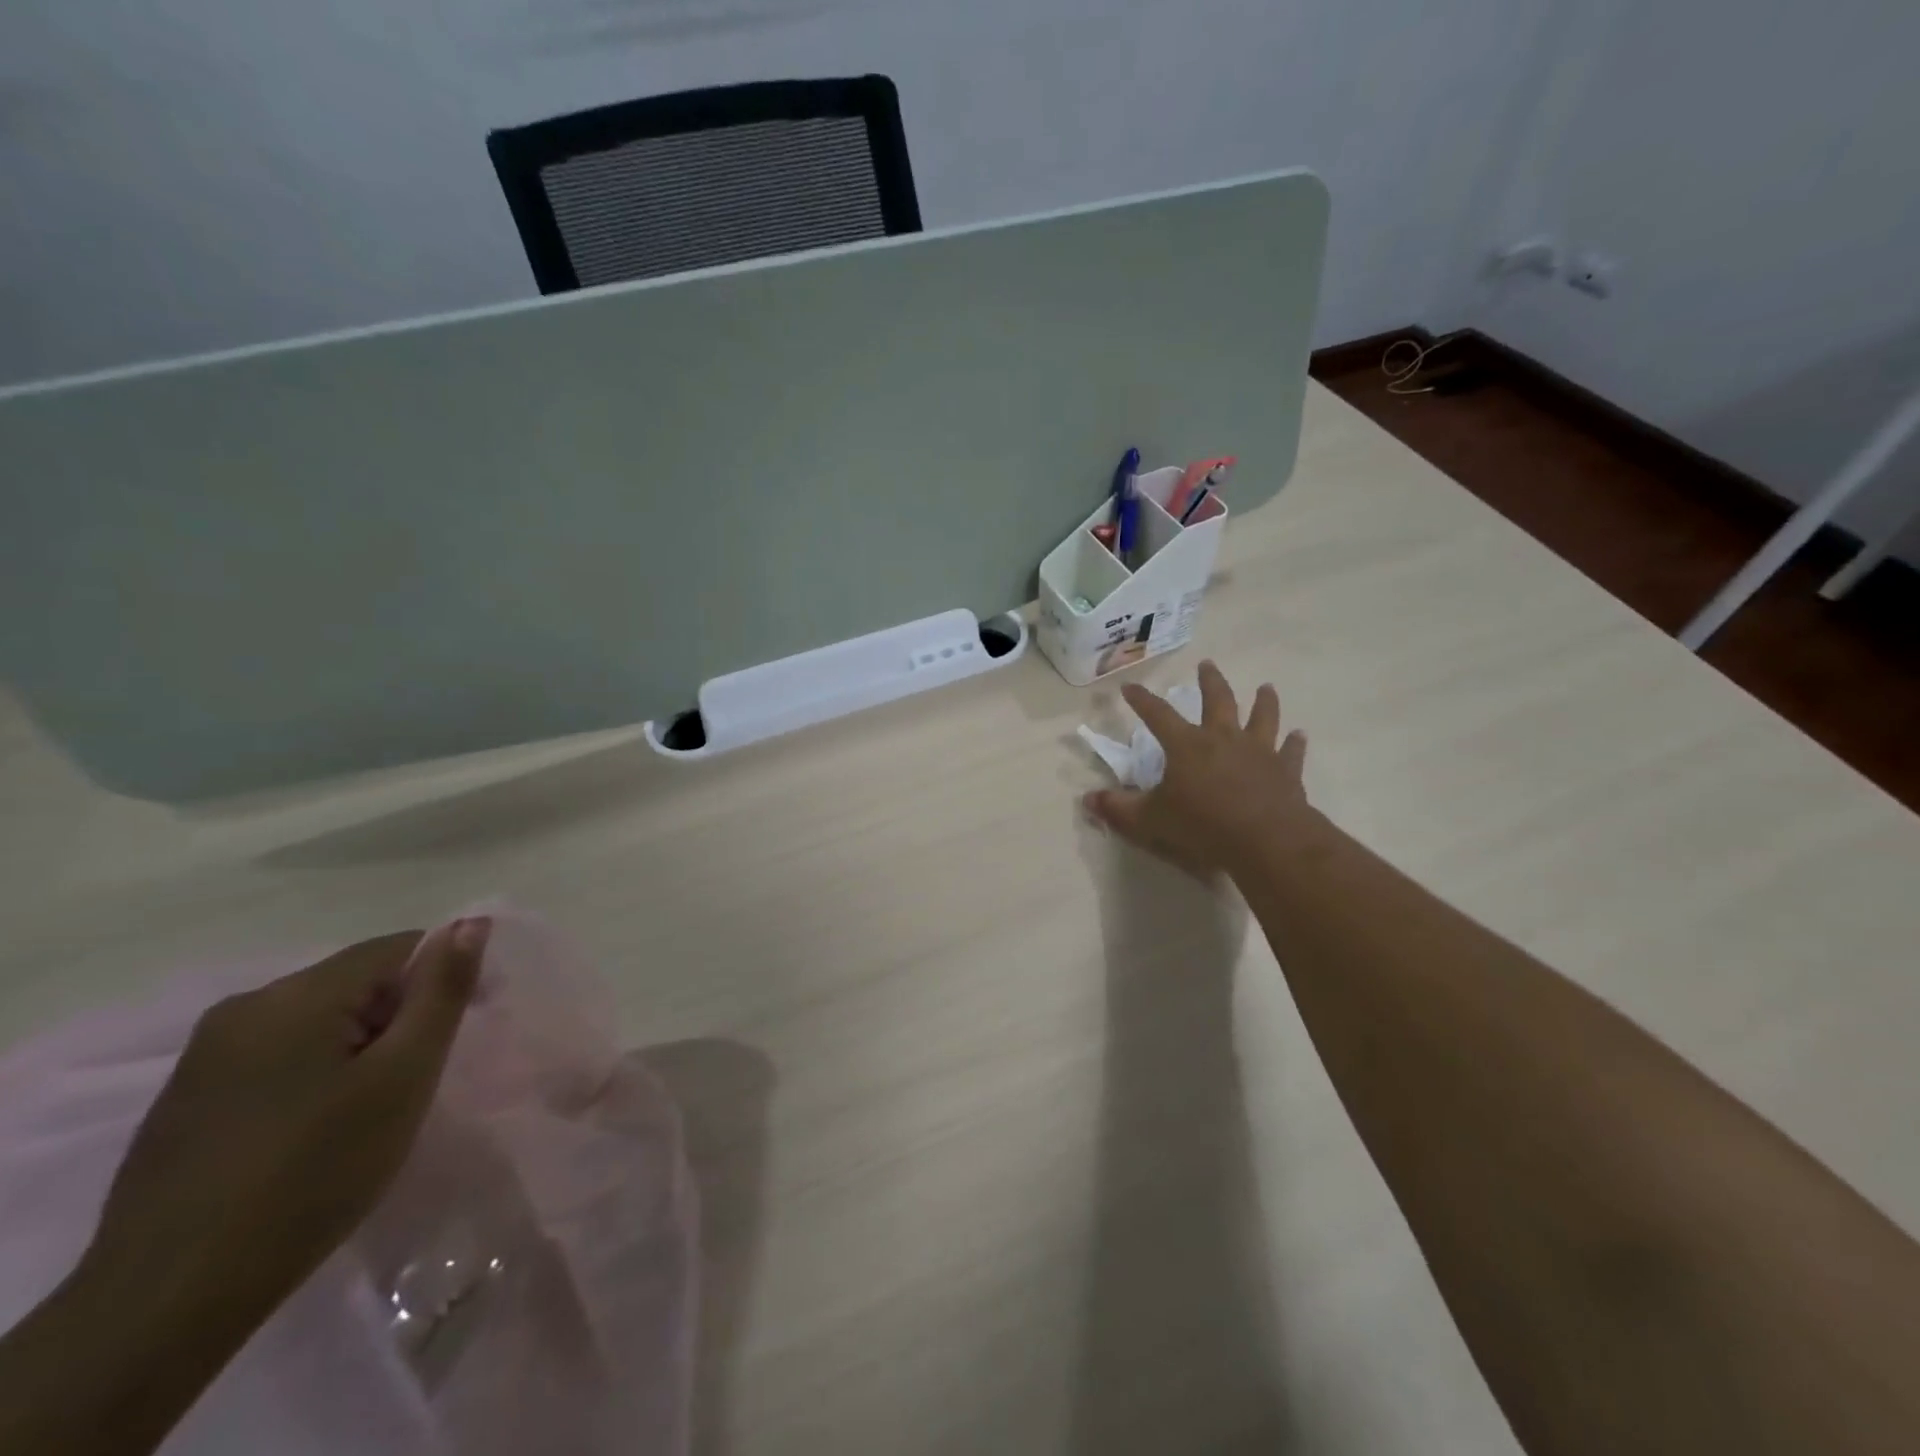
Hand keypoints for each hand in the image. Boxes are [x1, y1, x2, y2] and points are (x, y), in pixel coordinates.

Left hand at [86, 919, 489, 1324]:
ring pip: (317, 1021)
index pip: (399, 947)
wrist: (168, 1302)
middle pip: (355, 982)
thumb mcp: (404, 1076)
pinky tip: (318, 1129)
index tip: (468, 1027)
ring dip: (360, 1045)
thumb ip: (442, 991)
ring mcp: (204, 1056)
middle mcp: (245, 1007)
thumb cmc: (314, 1173)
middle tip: (422, 1077)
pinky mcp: (186, 1100)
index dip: (445, 976)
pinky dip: (317, 1072)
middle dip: (401, 1014)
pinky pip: (278, 1057)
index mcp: (297, 994)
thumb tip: (472, 921)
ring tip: (375, 1106)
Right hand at [1083, 661, 1314, 874]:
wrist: (1265, 840)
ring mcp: (1259, 752)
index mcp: (1187, 745)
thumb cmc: (1202, 825)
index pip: (1158, 715)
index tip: (1130, 687)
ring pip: (1262, 717)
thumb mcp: (1150, 820)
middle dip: (1210, 682)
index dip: (1142, 700)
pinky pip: (1291, 752)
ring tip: (1266, 687)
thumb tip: (1087, 799)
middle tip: (1208, 664)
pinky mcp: (1285, 772)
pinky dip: (1294, 743)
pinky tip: (1299, 735)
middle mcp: (1223, 738)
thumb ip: (1119, 808)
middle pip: (1217, 701)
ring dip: (1264, 702)